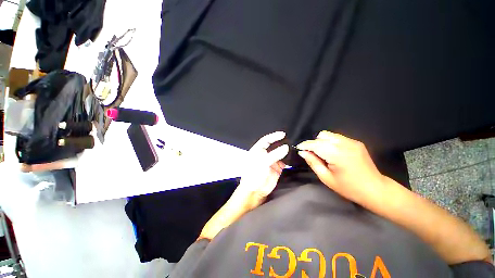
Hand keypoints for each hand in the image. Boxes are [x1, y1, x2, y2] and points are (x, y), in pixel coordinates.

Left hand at [233, 131, 288, 210]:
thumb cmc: (253, 175)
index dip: (274, 136)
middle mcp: (265, 154)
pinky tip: (294, 156)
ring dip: (286, 150)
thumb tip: (286, 147)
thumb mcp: (263, 162)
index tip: (283, 134)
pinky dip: (289, 159)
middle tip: (291, 139)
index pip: (266, 140)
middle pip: (274, 145)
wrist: (255, 191)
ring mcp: (271, 161)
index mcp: (257, 150)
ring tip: (295, 146)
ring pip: (280, 153)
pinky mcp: (277, 168)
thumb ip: (274, 154)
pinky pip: (284, 161)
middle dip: (281, 142)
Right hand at [297, 131, 386, 206]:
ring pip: (329, 134)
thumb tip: (302, 152)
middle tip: (313, 155)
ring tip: (323, 154)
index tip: (298, 148)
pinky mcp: (356, 142)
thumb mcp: (326, 178)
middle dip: (313, 143)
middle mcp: (345, 144)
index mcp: (337, 154)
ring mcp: (352, 142)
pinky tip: (333, 153)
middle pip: (322, 136)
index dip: (304, 145)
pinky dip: (331, 142)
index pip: (315, 144)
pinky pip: (337, 137)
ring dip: (322, 142)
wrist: (375, 189)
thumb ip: (313, 162)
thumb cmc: (348, 188)